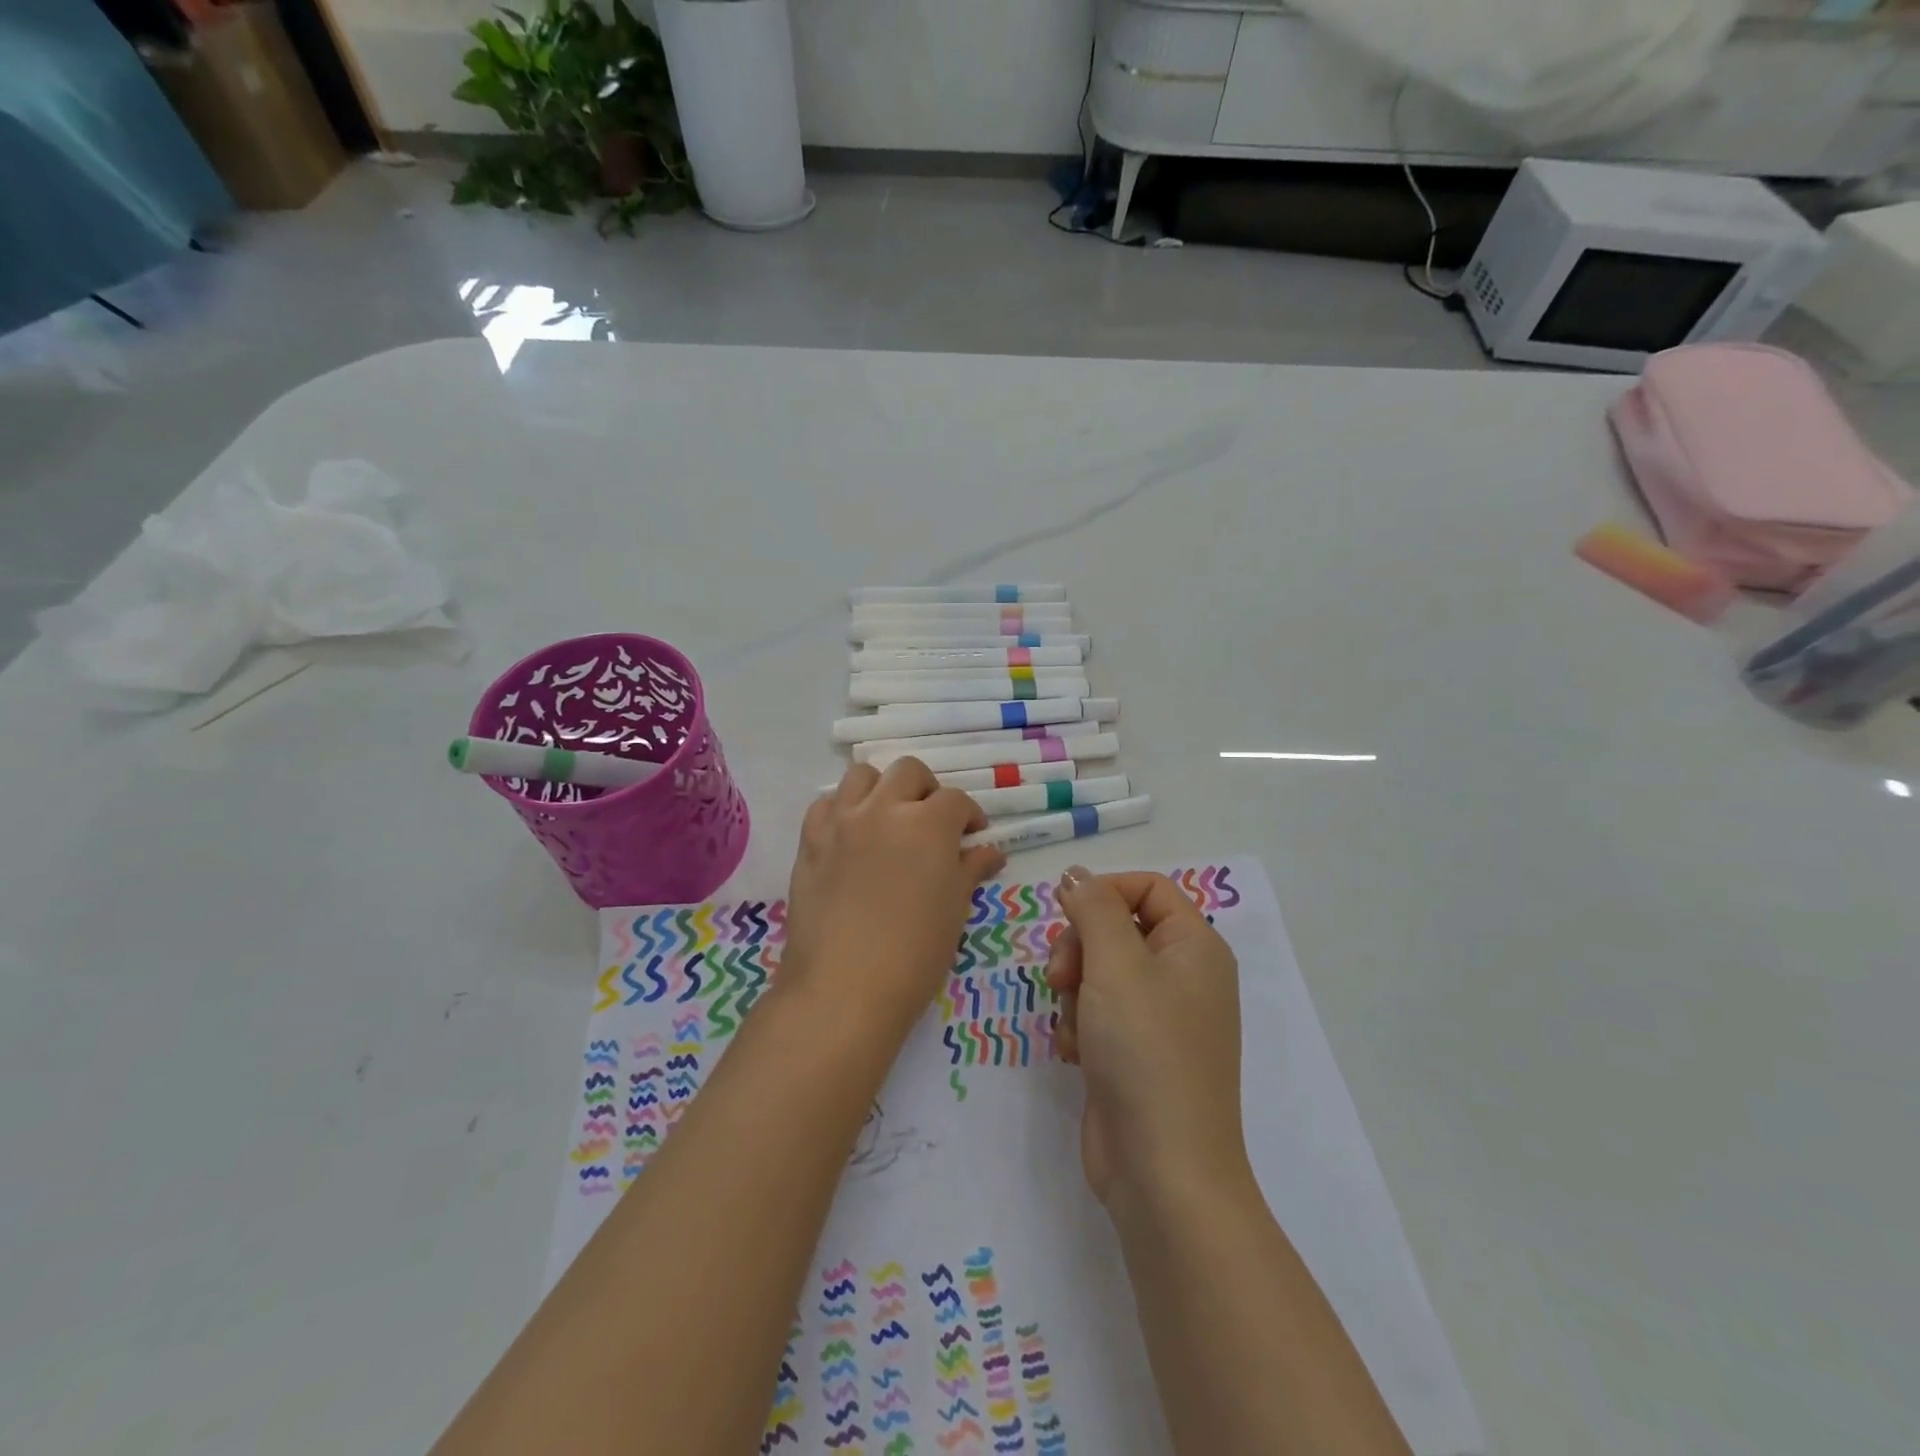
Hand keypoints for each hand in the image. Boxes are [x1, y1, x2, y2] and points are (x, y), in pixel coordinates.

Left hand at [779, 759, 1005, 1044]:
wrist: (844, 986)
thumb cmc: (914, 953)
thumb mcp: (954, 909)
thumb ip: (971, 870)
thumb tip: (990, 852)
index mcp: (928, 824)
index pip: (955, 800)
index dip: (969, 816)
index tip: (973, 837)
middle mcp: (884, 809)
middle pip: (909, 772)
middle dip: (927, 790)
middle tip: (932, 823)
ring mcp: (842, 821)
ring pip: (862, 775)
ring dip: (882, 788)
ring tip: (889, 819)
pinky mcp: (810, 840)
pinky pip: (826, 804)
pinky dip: (843, 809)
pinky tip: (851, 835)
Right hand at [1044, 868, 1250, 1207]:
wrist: (1161, 1168)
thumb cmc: (1145, 1050)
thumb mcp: (1116, 964)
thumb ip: (1093, 908)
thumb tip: (1076, 874)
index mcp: (1195, 946)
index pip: (1147, 888)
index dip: (1103, 892)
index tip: (1064, 912)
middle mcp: (1183, 976)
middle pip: (1117, 929)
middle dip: (1079, 947)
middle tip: (1060, 976)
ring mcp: (1160, 1018)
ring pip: (1100, 972)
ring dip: (1074, 991)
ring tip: (1072, 1026)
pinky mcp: (1135, 1052)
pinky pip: (1098, 1014)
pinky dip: (1079, 1026)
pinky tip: (1072, 1053)